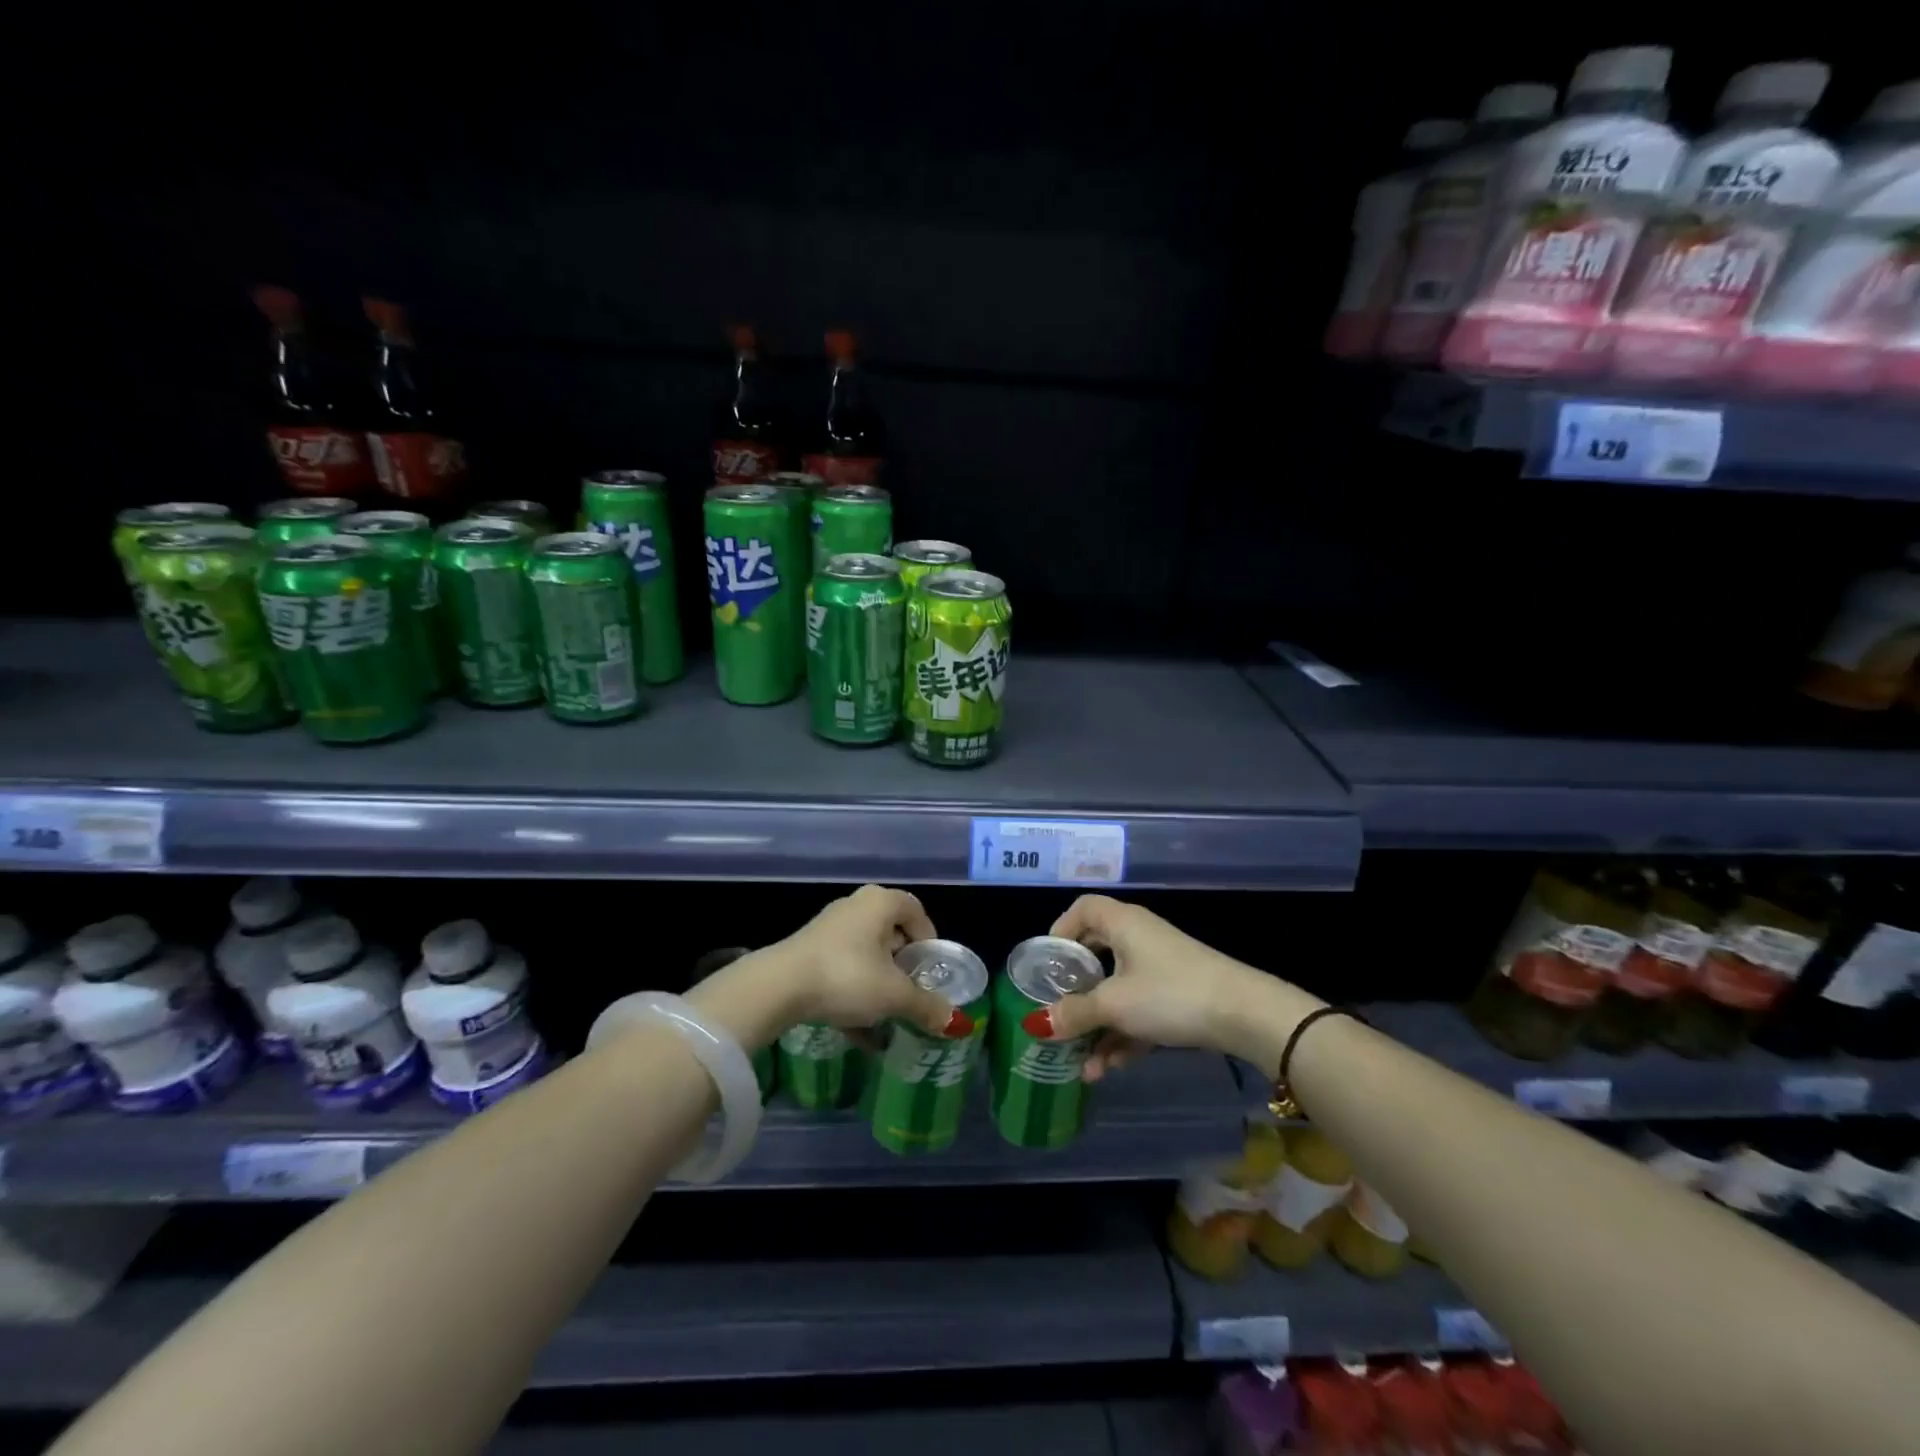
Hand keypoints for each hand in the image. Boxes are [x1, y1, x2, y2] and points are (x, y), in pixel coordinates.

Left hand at [722, 885, 969, 1042]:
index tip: (931, 970)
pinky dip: (855, 995)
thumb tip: (955, 1022)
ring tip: (888, 1016)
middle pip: (890, 932)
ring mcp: (828, 928)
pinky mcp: (807, 952)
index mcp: (880, 902)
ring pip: (866, 955)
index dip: (929, 938)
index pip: (916, 910)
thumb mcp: (894, 995)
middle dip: (903, 966)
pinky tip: (860, 1033)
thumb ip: (926, 1006)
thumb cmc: (847, 977)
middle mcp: (855, 906)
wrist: (778, 987)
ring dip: (879, 985)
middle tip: (912, 992)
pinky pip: (842, 970)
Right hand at [1031, 895, 1320, 1078]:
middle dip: (1075, 990)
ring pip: (1117, 990)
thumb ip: (1074, 1013)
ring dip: (1098, 1026)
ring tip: (1081, 1064)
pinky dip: (1123, 1034)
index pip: (1082, 909)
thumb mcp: (1115, 1005)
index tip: (1046, 963)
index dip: (1060, 930)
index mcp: (1122, 923)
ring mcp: (1160, 968)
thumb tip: (1036, 1024)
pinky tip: (1108, 1069)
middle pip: (1096, 954)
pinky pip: (1139, 1009)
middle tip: (1056, 1011)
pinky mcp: (1178, 995)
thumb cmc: (1170, 994)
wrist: (1246, 1016)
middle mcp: (1139, 937)